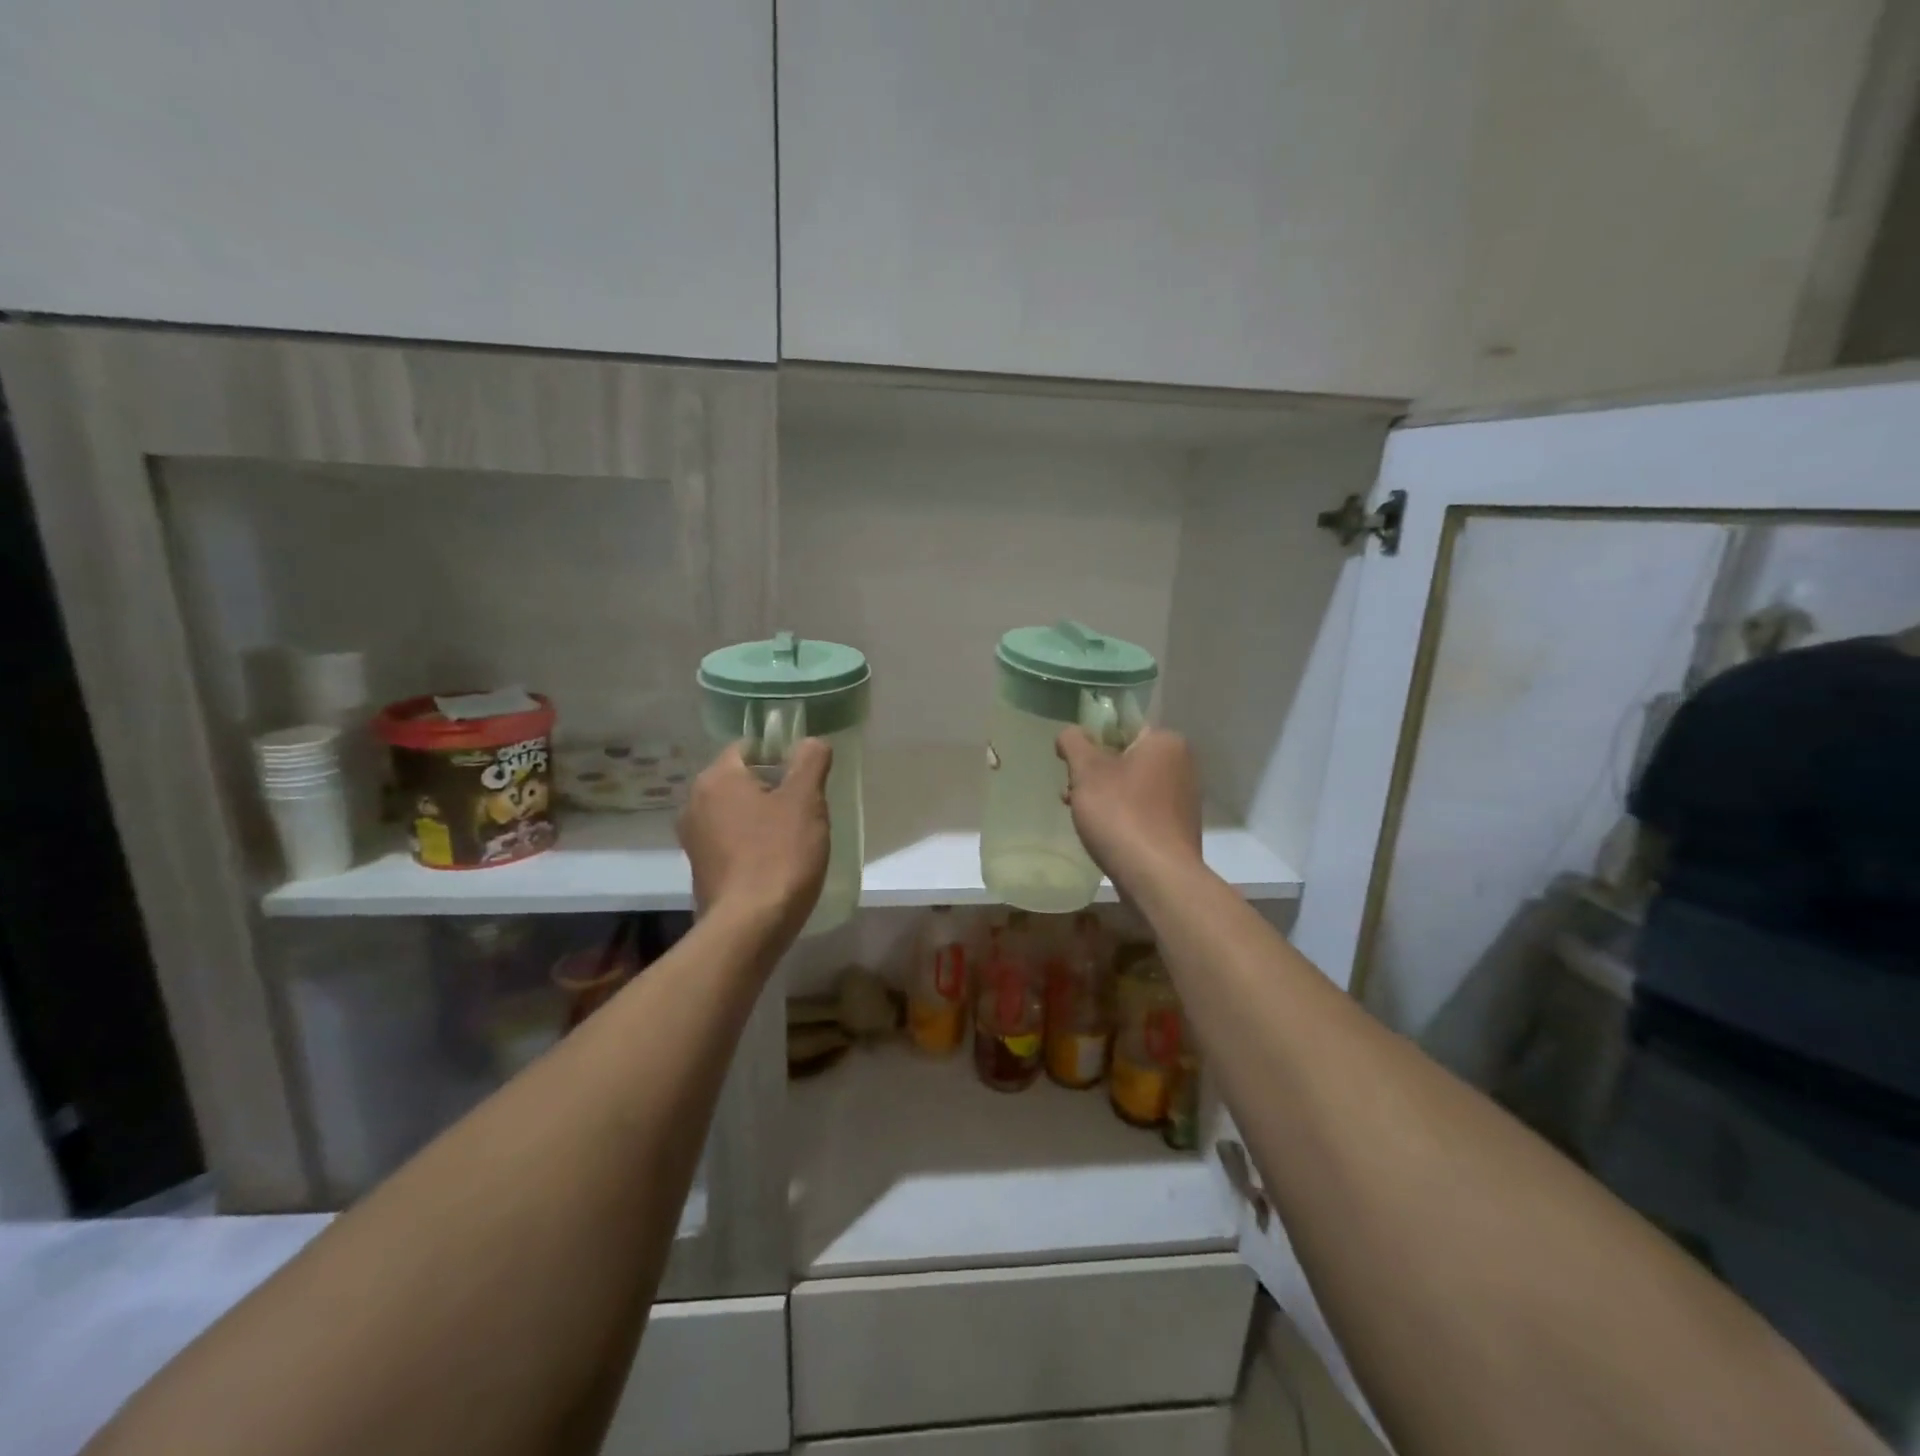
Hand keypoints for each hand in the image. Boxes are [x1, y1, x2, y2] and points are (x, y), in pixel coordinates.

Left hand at [678, 739, 832, 942]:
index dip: (780, 755)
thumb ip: (810, 761)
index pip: (748, 747)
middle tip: (806, 808)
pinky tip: (775, 862)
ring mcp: (693, 839)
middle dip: (773, 788)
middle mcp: (695, 802)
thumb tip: (810, 741)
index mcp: (716, 778)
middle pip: (741, 779)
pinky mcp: (700, 869)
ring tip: (793, 837)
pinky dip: (750, 843)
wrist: (749, 927)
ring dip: (762, 817)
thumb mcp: (805, 800)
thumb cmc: (779, 854)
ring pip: (735, 812)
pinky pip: (730, 841)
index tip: (805, 777)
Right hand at [1056, 726, 1202, 891]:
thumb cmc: (1121, 814)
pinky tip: (1102, 834)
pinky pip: (1142, 812)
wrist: (1157, 878)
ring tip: (1079, 815)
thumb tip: (1069, 733)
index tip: (1071, 764)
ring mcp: (1183, 800)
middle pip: (1125, 758)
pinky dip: (1121, 817)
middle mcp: (1182, 766)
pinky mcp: (1178, 829)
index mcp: (1166, 742)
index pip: (1122, 728)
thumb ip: (1074, 743)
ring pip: (1132, 787)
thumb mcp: (1087, 771)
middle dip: (1094, 774)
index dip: (1091, 742)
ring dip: (1104, 797)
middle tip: (1071, 792)